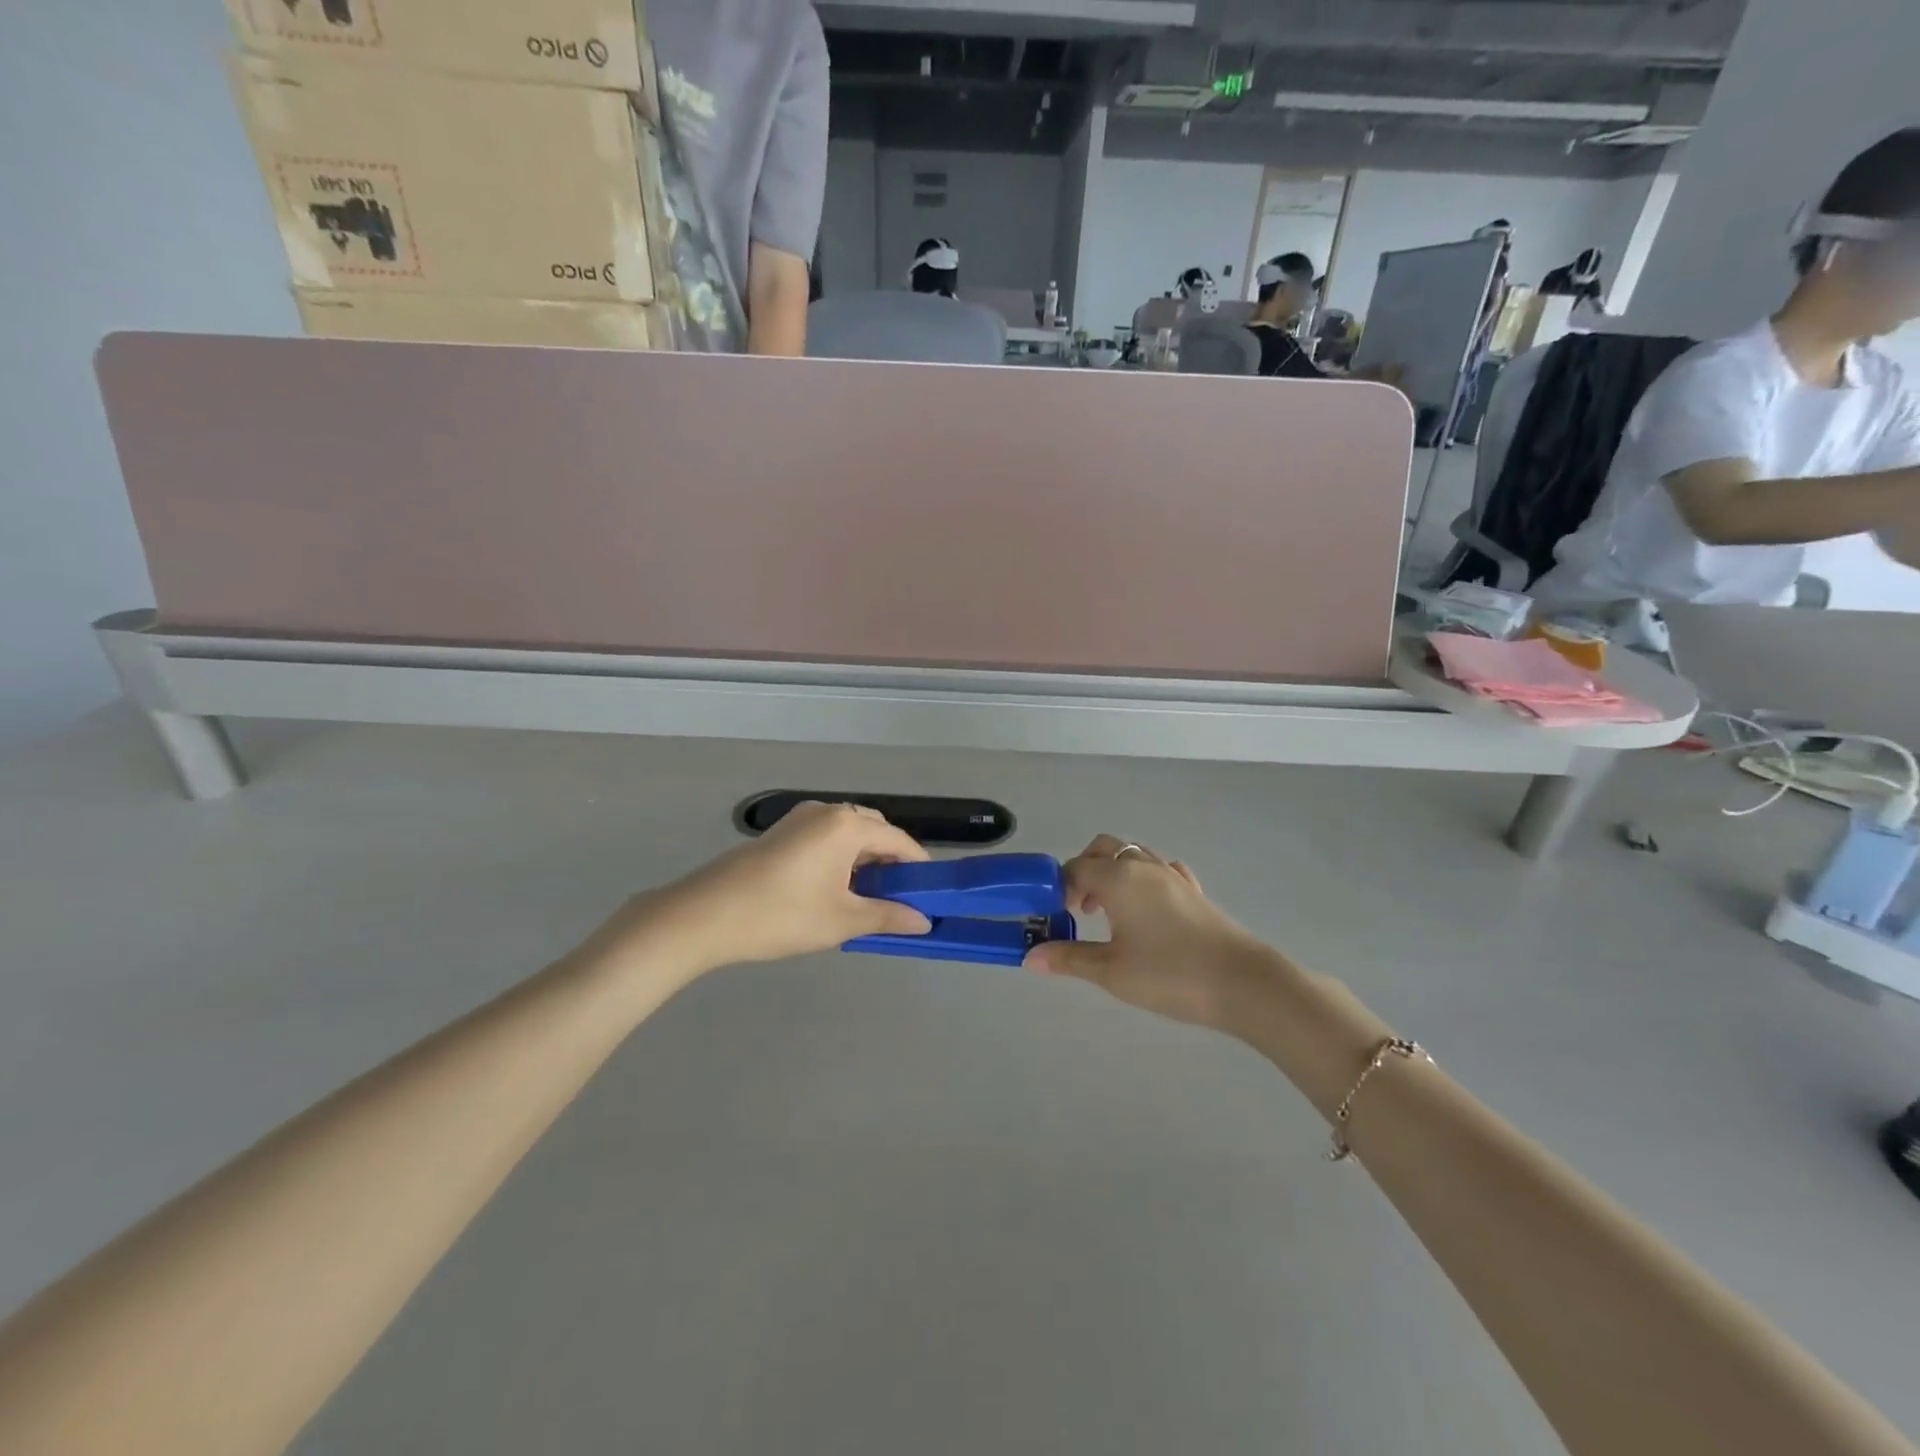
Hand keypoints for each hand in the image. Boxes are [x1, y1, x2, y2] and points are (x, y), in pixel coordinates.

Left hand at [632, 802, 932, 970]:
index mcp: (847, 826)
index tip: (929, 895)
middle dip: (891, 862)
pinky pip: (825, 838)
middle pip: (874, 831)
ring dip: (864, 860)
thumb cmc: (781, 915)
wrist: (705, 915)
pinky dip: (840, 858)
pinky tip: (832, 890)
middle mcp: (827, 811)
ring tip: (864, 899)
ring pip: (848, 834)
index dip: (918, 867)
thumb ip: (887, 916)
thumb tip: (925, 921)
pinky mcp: (780, 832)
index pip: (898, 840)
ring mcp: (799, 819)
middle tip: (896, 899)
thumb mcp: (841, 921)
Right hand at [1024, 835, 1269, 1032]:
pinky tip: (1147, 909)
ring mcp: (1172, 876)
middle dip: (1085, 869)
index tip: (1057, 915)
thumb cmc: (1168, 974)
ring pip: (1134, 856)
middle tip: (1079, 908)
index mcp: (1118, 878)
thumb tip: (1030, 957)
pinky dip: (1144, 880)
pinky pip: (1161, 871)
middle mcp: (1143, 867)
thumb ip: (1069, 959)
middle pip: (1105, 848)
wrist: (1242, 982)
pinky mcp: (1194, 891)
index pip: (1076, 867)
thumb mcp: (1110, 971)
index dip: (1060, 886)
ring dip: (1114, 873)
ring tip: (1110, 912)